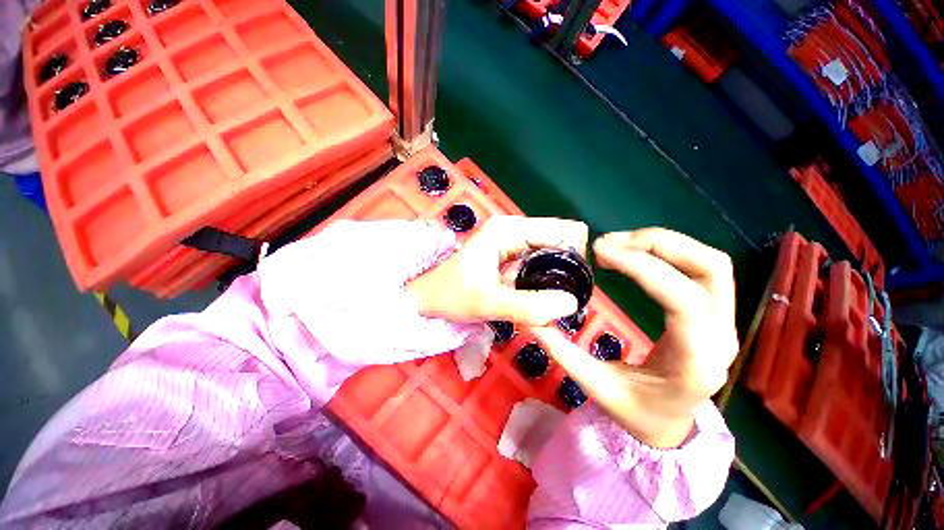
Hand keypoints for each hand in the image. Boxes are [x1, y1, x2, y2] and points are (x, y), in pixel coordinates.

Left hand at [408, 216, 588, 325]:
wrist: (427, 297)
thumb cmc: (451, 296)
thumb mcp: (489, 303)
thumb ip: (529, 306)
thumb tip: (570, 303)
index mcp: (509, 229)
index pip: (563, 230)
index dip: (576, 256)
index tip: (573, 287)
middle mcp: (512, 227)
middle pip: (560, 237)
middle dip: (568, 265)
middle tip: (562, 296)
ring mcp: (510, 238)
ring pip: (552, 248)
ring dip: (558, 270)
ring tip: (551, 297)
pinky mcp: (508, 251)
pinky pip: (539, 257)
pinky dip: (546, 273)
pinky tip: (539, 291)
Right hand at [533, 228, 737, 447]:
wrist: (669, 426)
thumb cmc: (636, 413)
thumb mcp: (596, 388)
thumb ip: (563, 352)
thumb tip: (532, 320)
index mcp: (695, 362)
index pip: (682, 300)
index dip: (642, 267)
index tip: (600, 252)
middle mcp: (720, 337)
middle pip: (710, 268)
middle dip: (658, 244)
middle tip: (610, 242)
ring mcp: (724, 322)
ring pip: (711, 263)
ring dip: (665, 243)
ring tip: (620, 243)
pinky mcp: (714, 313)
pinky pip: (701, 270)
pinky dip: (668, 252)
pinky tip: (635, 253)